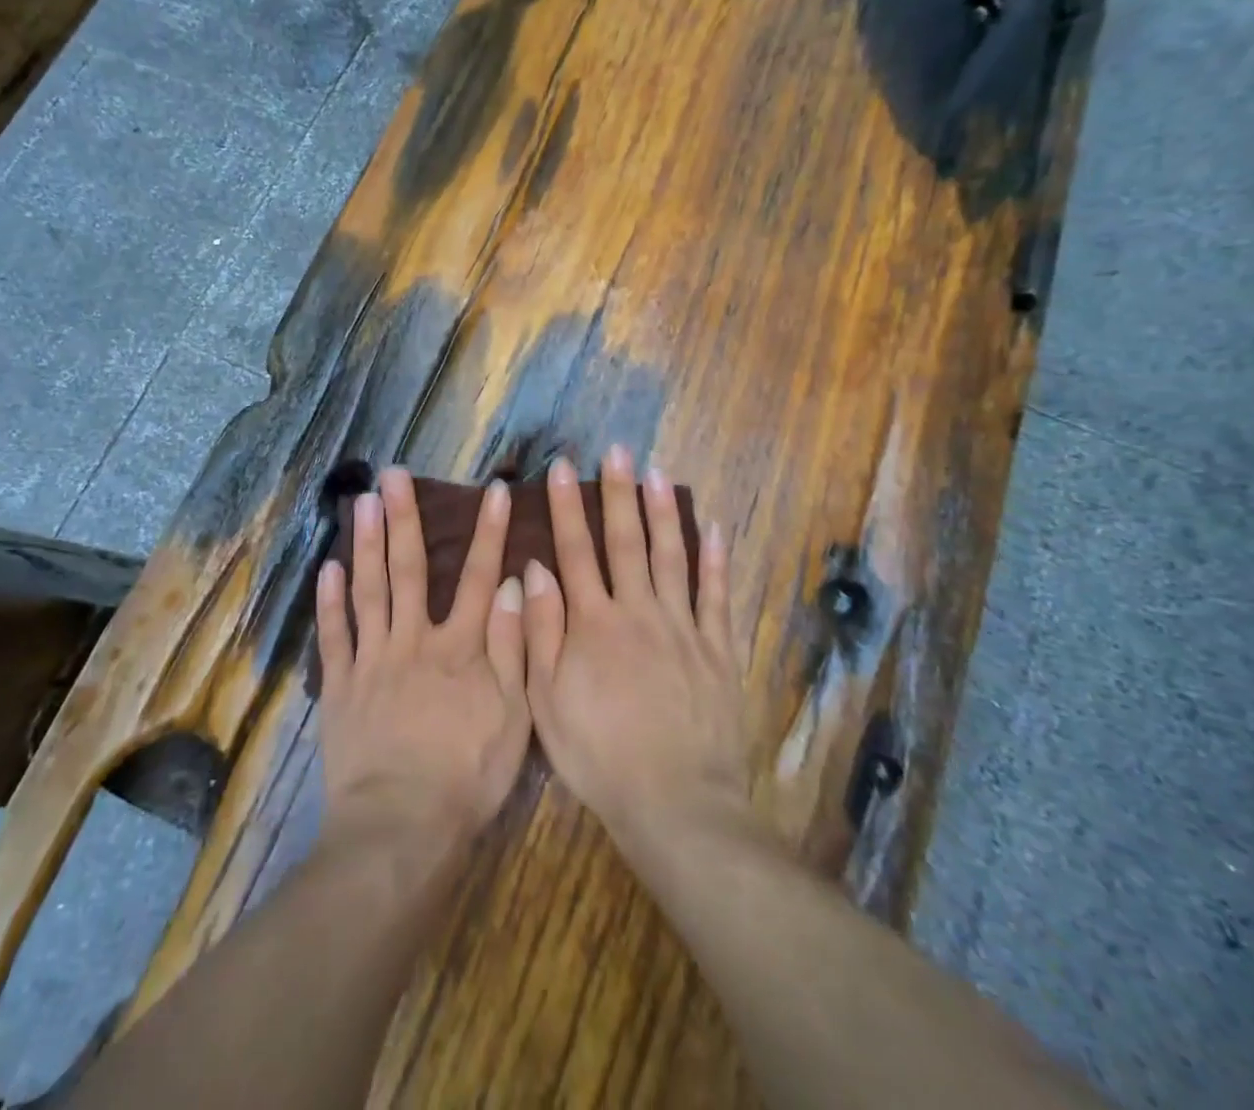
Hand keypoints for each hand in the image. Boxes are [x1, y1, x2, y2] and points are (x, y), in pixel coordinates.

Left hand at [316, 468, 530, 853]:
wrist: (401, 827)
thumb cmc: (468, 776)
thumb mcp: (514, 717)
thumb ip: (512, 647)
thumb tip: (511, 585)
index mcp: (459, 648)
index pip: (477, 577)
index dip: (487, 532)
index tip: (493, 489)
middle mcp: (413, 641)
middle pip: (408, 570)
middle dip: (405, 518)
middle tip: (393, 474)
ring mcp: (372, 660)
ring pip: (368, 590)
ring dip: (366, 543)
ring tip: (362, 501)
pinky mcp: (341, 686)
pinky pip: (335, 635)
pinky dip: (330, 601)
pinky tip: (328, 567)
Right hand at [522, 447, 747, 857]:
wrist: (675, 802)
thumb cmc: (598, 754)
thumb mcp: (546, 700)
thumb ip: (541, 631)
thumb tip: (535, 570)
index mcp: (593, 623)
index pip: (576, 550)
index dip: (566, 506)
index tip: (560, 468)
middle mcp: (639, 612)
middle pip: (626, 541)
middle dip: (618, 492)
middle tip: (616, 450)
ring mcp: (683, 628)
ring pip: (672, 557)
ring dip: (664, 512)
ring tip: (658, 474)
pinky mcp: (717, 650)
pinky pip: (718, 597)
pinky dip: (717, 561)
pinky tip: (715, 529)